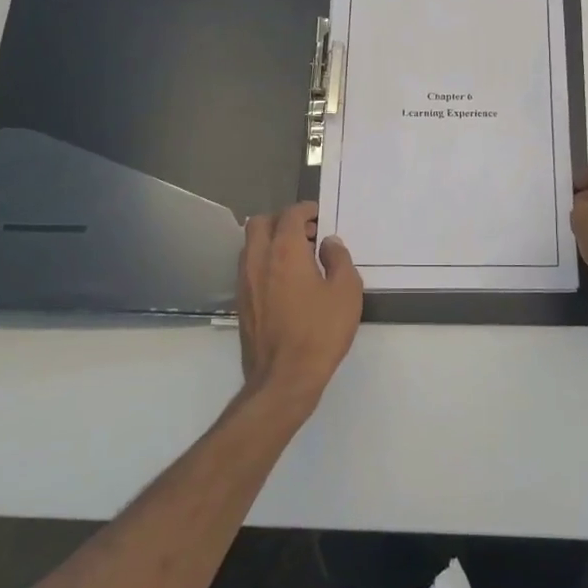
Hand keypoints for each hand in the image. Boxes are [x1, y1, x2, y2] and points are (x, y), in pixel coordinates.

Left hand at [236, 202, 362, 413]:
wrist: (284, 378)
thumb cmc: (320, 331)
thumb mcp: (347, 291)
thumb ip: (339, 259)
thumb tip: (328, 244)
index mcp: (285, 251)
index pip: (290, 215)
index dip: (305, 210)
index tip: (319, 216)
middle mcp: (258, 260)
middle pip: (260, 223)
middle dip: (283, 220)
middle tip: (306, 232)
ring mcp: (245, 282)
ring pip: (250, 245)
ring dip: (271, 240)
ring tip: (298, 256)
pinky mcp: (241, 303)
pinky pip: (249, 267)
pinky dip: (265, 261)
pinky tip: (286, 281)